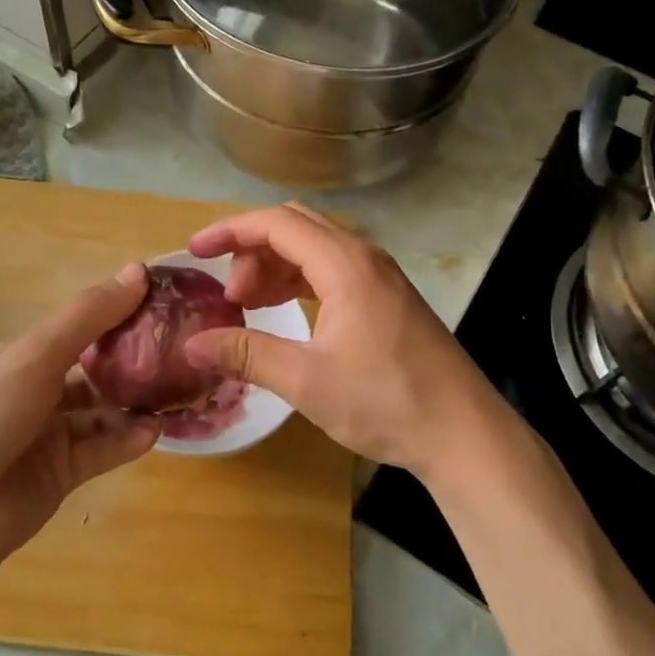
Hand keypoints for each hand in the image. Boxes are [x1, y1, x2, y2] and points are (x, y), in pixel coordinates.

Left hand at [0, 264, 160, 571]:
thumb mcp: (37, 355)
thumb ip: (90, 316)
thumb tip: (140, 270)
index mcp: (21, 357)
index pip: (78, 327)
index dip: (116, 314)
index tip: (161, 303)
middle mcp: (35, 391)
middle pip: (93, 369)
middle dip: (131, 360)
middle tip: (179, 349)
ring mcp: (48, 435)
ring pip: (101, 411)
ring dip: (134, 402)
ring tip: (176, 391)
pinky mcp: (61, 474)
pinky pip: (102, 450)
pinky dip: (127, 440)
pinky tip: (155, 430)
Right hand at [182, 204, 515, 484]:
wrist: (463, 432)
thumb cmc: (386, 401)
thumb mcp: (306, 380)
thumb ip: (246, 353)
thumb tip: (191, 345)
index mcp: (344, 264)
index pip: (276, 223)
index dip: (229, 231)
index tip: (194, 252)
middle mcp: (364, 256)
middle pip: (295, 227)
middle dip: (252, 250)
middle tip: (228, 294)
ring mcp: (380, 276)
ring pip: (315, 248)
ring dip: (276, 266)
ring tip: (249, 306)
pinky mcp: (388, 297)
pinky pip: (333, 270)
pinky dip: (301, 281)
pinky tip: (285, 312)